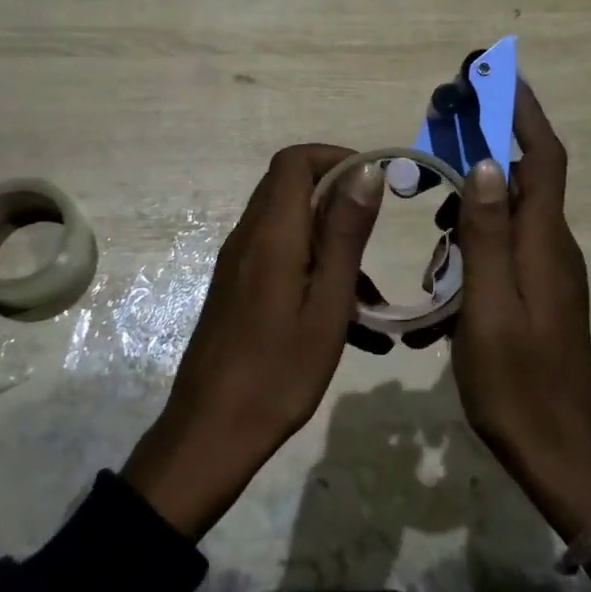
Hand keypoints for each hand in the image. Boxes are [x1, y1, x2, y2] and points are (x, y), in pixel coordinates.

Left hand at [123, 145, 382, 537]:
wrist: (211, 433)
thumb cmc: (278, 372)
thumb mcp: (327, 304)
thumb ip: (345, 233)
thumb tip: (365, 171)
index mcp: (271, 234)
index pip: (294, 160)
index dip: (336, 157)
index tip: (375, 183)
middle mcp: (249, 237)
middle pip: (291, 188)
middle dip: (340, 201)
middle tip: (378, 237)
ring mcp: (240, 264)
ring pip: (291, 227)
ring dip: (332, 244)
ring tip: (372, 298)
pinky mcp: (239, 289)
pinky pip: (282, 259)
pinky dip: (315, 271)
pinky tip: (350, 324)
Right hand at [453, 84, 590, 591]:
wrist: (557, 453)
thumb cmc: (516, 382)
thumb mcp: (488, 306)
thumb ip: (486, 234)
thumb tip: (488, 163)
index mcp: (544, 243)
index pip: (543, 158)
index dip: (523, 112)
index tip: (497, 74)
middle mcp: (552, 247)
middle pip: (523, 178)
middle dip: (484, 149)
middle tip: (439, 141)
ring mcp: (547, 272)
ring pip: (507, 216)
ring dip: (470, 207)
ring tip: (431, 225)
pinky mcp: (538, 294)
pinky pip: (503, 249)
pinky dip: (472, 245)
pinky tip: (442, 279)